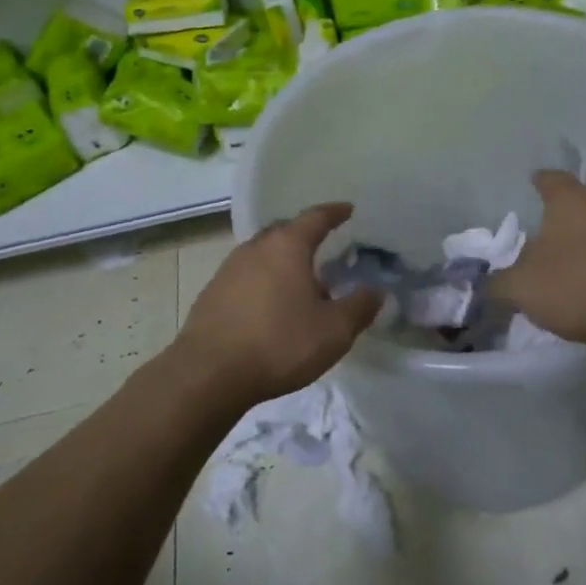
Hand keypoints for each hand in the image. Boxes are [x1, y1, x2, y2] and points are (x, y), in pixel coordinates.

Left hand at [171, 203, 380, 409]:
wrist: (208, 375)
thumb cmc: (279, 344)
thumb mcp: (334, 331)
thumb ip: (359, 307)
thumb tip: (377, 291)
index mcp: (287, 246)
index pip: (315, 218)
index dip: (334, 213)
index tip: (348, 209)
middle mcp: (256, 248)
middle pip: (285, 231)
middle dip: (305, 236)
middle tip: (325, 246)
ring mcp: (228, 270)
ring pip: (263, 254)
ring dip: (283, 261)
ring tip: (301, 281)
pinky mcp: (212, 294)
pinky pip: (246, 276)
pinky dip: (264, 281)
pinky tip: (272, 306)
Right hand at [490, 170, 585, 345]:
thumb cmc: (580, 287)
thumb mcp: (523, 289)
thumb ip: (499, 283)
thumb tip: (488, 283)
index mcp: (571, 200)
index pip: (550, 179)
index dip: (539, 182)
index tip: (532, 183)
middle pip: (581, 201)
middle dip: (565, 217)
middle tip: (547, 235)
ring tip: (577, 263)